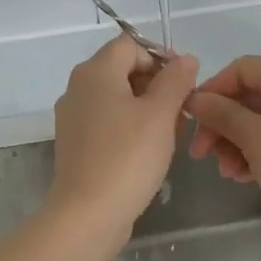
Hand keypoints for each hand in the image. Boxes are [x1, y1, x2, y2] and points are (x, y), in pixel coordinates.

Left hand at [48, 37, 198, 242]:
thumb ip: (176, 81)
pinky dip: (131, 126)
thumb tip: (186, 59)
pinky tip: (151, 150)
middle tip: (184, 110)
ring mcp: (74, 118)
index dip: (161, 56)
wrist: (87, 214)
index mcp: (94, 73)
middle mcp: (78, 89)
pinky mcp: (77, 144)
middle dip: (158, 84)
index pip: (131, 45)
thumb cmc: (127, 158)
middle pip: (123, 70)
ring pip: (118, 98)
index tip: (186, 82)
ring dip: (148, 108)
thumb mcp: (160, 114)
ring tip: (173, 132)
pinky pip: (108, 122)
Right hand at [186, 55, 260, 252]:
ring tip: (226, 172)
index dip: (213, 90)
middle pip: (250, 96)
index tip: (191, 119)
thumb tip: (196, 99)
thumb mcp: (254, 138)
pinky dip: (257, 153)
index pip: (241, 69)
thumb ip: (222, 114)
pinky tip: (244, 176)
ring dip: (236, 143)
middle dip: (222, 124)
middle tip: (201, 153)